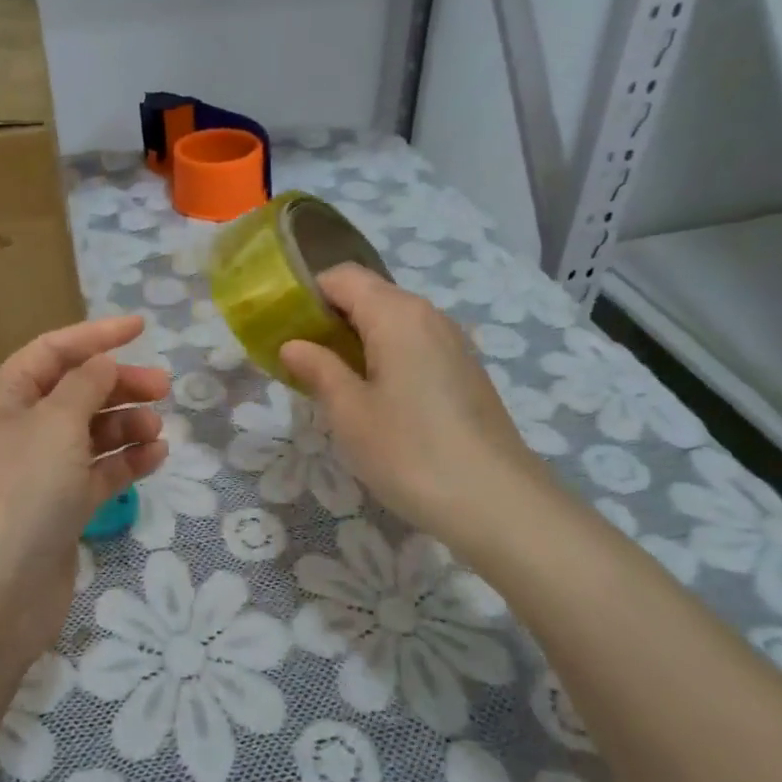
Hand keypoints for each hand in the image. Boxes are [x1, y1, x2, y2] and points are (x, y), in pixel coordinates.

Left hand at [0, 316, 170, 660]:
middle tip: (162, 387)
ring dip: (124, 424)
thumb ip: (85, 384)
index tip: (141, 328)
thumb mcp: (56, 422)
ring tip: (157, 428)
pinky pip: (95, 473)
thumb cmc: (21, 490)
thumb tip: (102, 362)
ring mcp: (35, 473)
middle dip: (117, 385)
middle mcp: (14, 431)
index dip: (96, 335)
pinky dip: (124, 462)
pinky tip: (155, 455)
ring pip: (87, 434)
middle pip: (73, 392)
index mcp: (0, 399)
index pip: (51, 352)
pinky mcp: (57, 510)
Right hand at [279, 265, 551, 553]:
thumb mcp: (349, 412)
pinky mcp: (465, 371)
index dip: (307, 295)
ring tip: (334, 383)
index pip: (341, 277)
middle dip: (329, 319)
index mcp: (396, 313)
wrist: (498, 504)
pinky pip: (414, 345)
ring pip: (392, 322)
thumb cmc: (410, 451)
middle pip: (369, 295)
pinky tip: (376, 399)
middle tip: (302, 361)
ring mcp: (452, 342)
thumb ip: (318, 369)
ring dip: (357, 340)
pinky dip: (386, 356)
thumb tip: (293, 345)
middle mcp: (428, 315)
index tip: (283, 330)